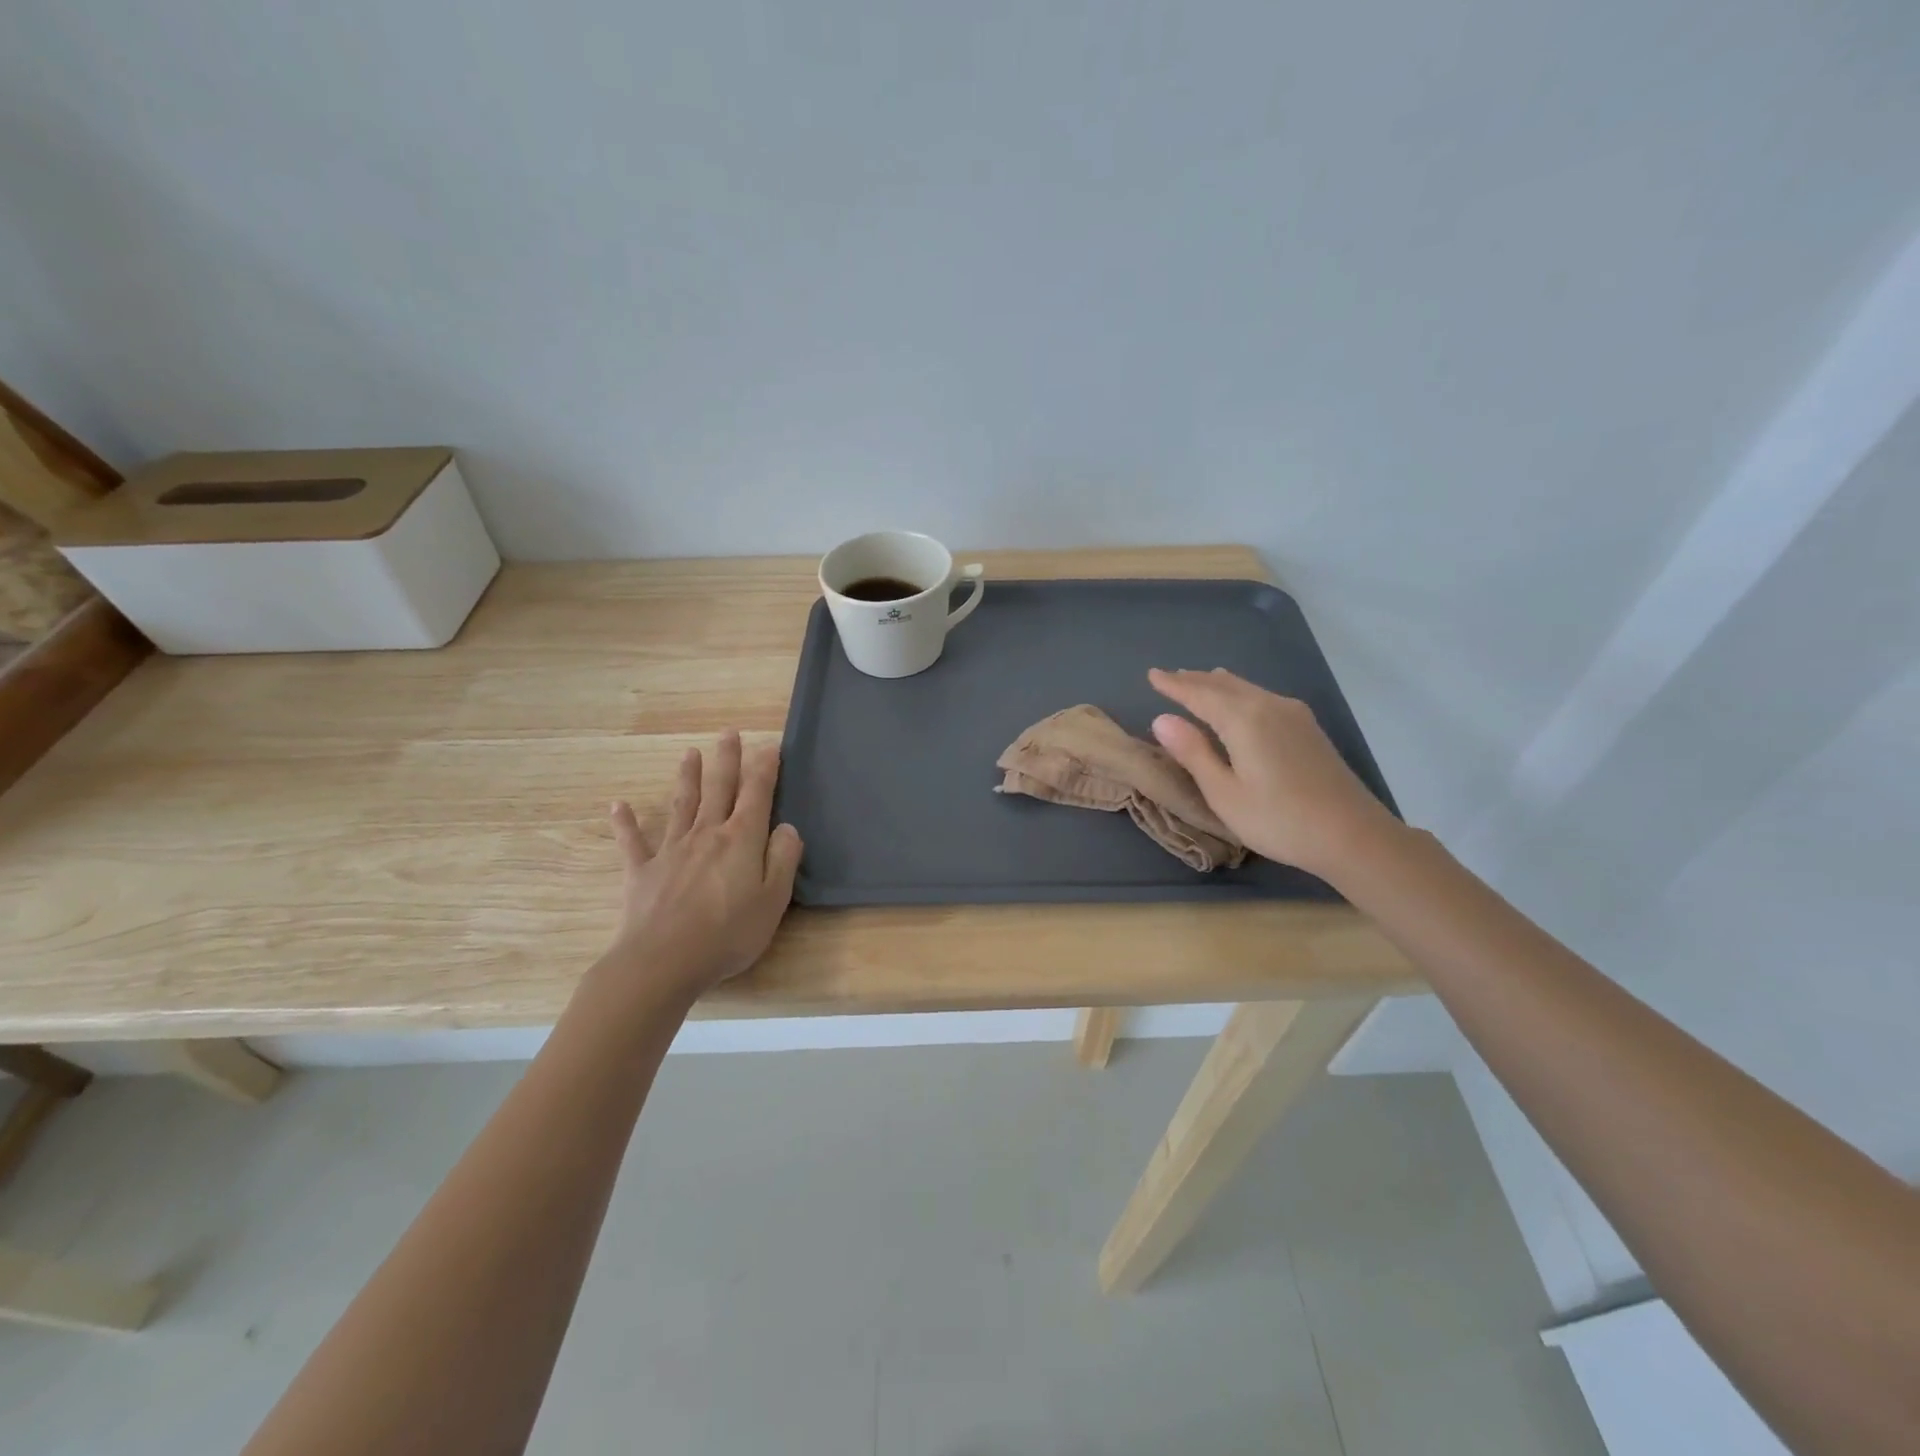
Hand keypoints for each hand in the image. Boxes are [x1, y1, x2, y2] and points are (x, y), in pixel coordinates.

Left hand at [601, 731, 803, 1000]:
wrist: (662, 962)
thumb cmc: (727, 933)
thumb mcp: (773, 900)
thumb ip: (783, 859)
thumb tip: (787, 828)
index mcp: (741, 839)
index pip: (757, 794)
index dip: (764, 768)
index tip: (769, 746)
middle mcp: (706, 834)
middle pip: (719, 788)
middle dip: (726, 759)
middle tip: (728, 732)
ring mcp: (671, 850)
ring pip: (682, 804)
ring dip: (687, 777)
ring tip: (690, 753)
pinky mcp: (643, 872)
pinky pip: (633, 842)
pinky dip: (626, 822)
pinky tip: (618, 805)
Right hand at [1148, 668, 1400, 882]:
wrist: (1353, 835)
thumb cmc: (1279, 820)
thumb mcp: (1224, 793)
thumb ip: (1193, 753)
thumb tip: (1162, 719)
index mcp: (1244, 719)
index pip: (1199, 694)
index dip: (1174, 685)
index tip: (1152, 675)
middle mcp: (1269, 706)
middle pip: (1225, 685)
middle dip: (1196, 681)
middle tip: (1171, 677)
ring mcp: (1294, 715)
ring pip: (1247, 689)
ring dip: (1219, 684)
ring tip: (1201, 680)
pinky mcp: (1308, 729)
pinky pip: (1263, 697)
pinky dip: (1241, 693)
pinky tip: (1242, 701)